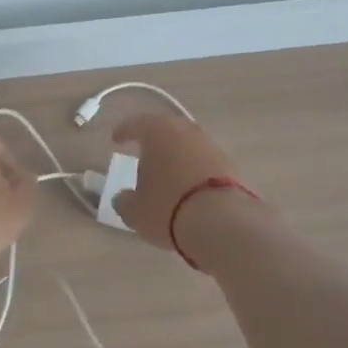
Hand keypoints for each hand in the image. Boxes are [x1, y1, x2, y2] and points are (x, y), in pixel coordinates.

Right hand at [111, 113, 250, 252]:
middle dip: (154, 141)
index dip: (124, 131)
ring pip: (188, 145)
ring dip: (177, 155)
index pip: (136, 124)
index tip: (116, 139)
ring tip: (168, 173)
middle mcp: (186, 130)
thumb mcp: (135, 210)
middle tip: (144, 153)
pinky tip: (190, 187)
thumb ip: (125, 201)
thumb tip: (123, 198)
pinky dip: (195, 170)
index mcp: (157, 131)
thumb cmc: (168, 207)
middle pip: (166, 130)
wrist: (223, 223)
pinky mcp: (231, 165)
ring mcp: (212, 146)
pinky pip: (205, 162)